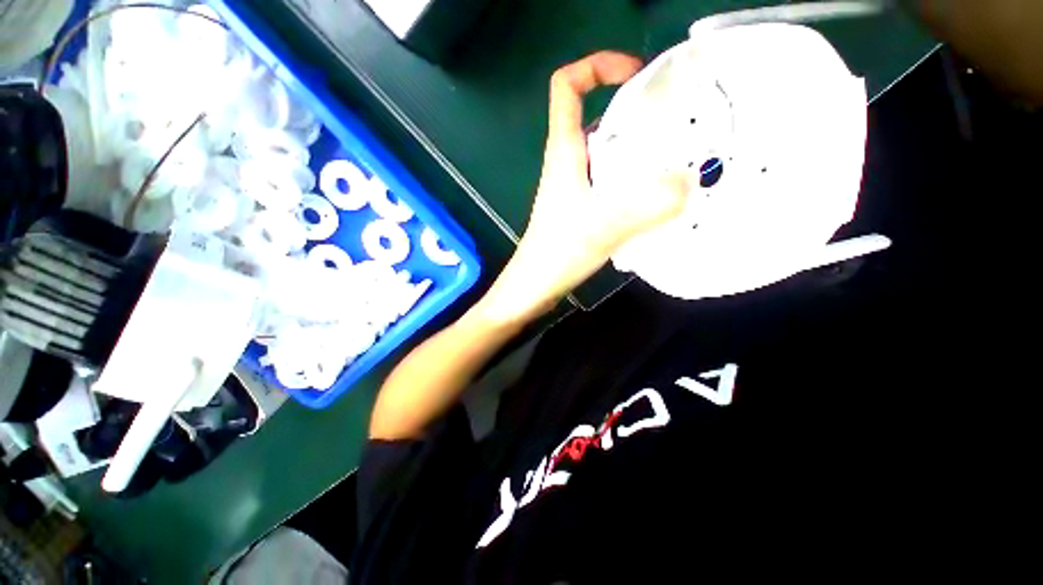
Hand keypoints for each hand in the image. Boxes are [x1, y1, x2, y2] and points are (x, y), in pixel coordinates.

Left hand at [478, 51, 689, 322]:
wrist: (535, 285)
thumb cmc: (557, 253)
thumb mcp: (601, 225)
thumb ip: (645, 204)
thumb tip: (690, 183)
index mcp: (564, 152)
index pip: (566, 87)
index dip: (596, 67)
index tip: (635, 75)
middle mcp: (567, 162)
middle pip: (596, 116)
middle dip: (634, 109)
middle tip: (677, 122)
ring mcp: (574, 186)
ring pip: (606, 151)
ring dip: (638, 148)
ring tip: (677, 157)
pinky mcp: (581, 206)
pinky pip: (610, 179)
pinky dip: (633, 178)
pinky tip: (655, 195)